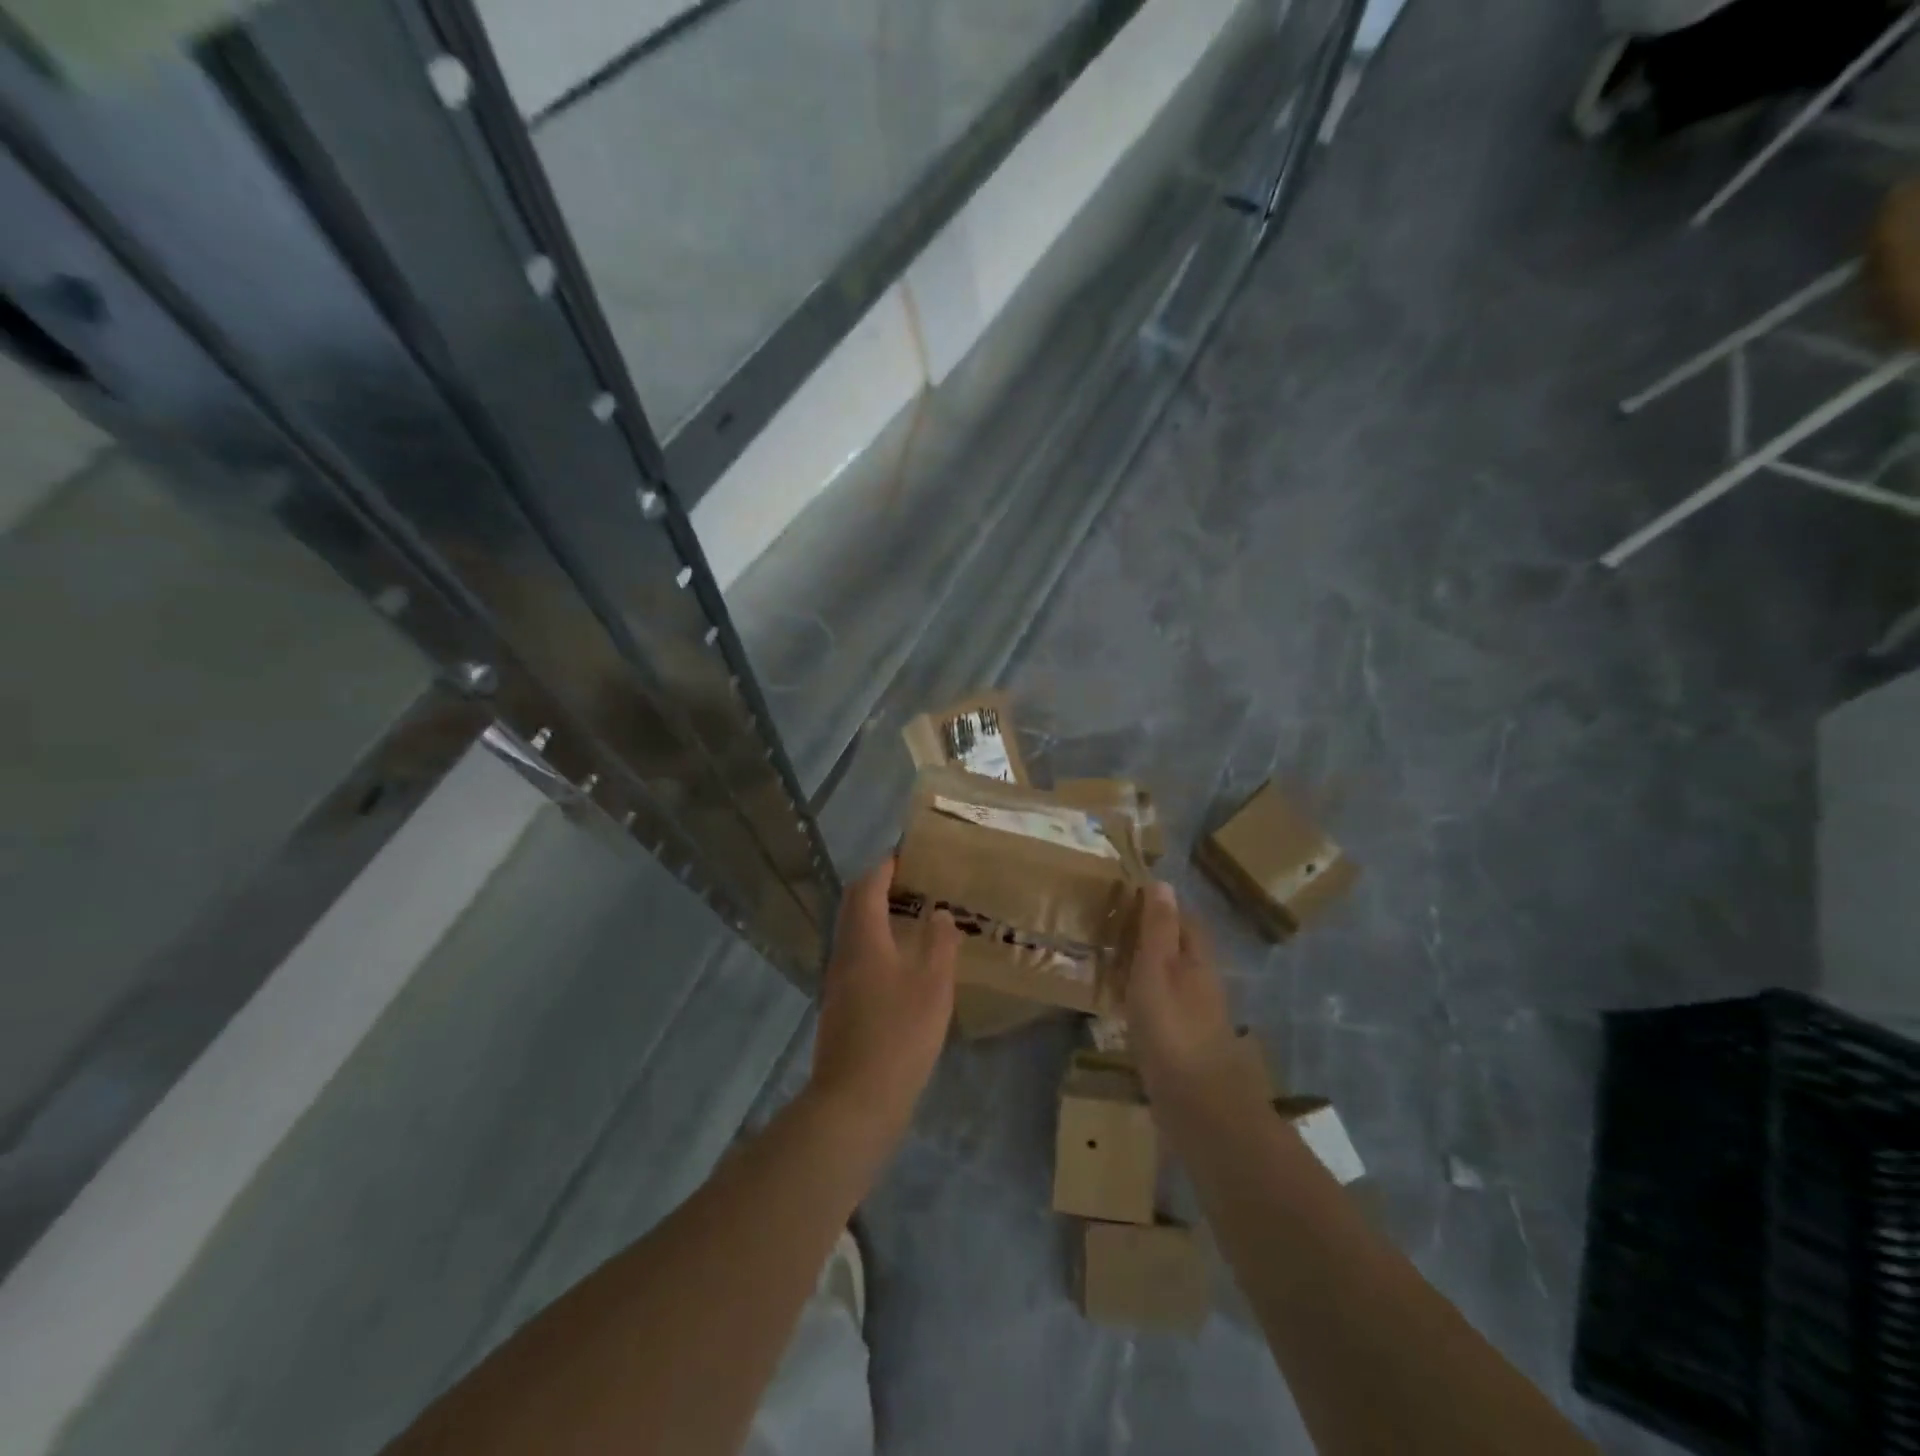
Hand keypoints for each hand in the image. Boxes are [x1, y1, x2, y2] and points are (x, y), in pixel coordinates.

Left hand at [808, 857, 959, 1146]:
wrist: (856, 1100)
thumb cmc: (899, 1035)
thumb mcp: (933, 985)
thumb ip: (940, 944)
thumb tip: (940, 913)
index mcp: (863, 939)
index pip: (866, 887)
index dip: (885, 867)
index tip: (908, 855)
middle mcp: (843, 953)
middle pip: (854, 907)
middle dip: (879, 888)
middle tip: (914, 883)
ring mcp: (838, 982)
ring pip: (854, 934)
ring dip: (878, 917)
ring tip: (914, 917)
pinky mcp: (841, 1006)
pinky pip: (857, 958)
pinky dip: (878, 944)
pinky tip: (903, 963)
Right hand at [1123, 882, 1252, 1107]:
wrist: (1198, 1106)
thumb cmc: (1172, 1029)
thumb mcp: (1157, 970)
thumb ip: (1158, 929)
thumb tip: (1162, 882)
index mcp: (1198, 961)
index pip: (1184, 920)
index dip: (1160, 906)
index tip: (1126, 897)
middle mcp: (1202, 984)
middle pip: (1179, 949)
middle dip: (1151, 936)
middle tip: (1111, 929)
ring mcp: (1196, 1017)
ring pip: (1170, 979)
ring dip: (1146, 967)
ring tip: (1111, 963)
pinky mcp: (1184, 1045)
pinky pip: (1162, 1007)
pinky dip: (1144, 997)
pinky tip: (1124, 1007)